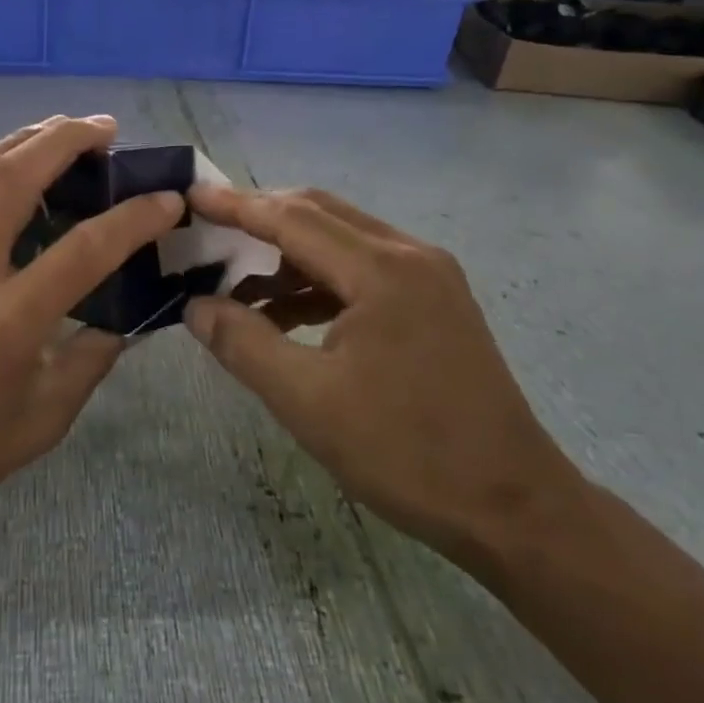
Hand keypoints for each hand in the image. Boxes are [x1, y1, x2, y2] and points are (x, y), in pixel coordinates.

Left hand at [0, 116, 184, 537]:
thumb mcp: (42, 421)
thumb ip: (89, 361)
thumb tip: (122, 319)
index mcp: (7, 321)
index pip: (86, 249)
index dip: (134, 218)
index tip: (166, 199)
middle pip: (15, 176)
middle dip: (66, 137)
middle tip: (104, 126)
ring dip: (22, 141)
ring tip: (58, 129)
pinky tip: (3, 192)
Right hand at [183, 186, 577, 558]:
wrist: (513, 507)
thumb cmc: (405, 452)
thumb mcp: (306, 400)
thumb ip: (243, 343)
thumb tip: (195, 305)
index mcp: (382, 270)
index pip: (292, 218)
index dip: (236, 206)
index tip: (190, 196)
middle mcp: (410, 255)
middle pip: (319, 214)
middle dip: (259, 219)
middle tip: (208, 232)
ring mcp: (429, 277)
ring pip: (341, 241)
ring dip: (287, 255)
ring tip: (235, 285)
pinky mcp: (435, 303)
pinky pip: (362, 271)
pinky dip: (317, 282)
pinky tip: (284, 316)